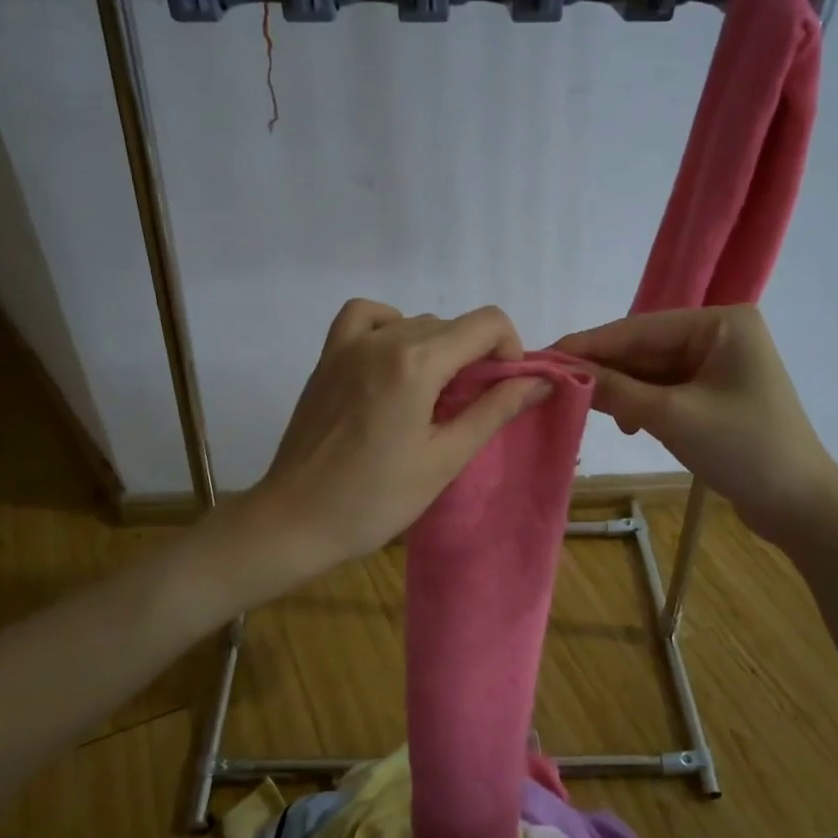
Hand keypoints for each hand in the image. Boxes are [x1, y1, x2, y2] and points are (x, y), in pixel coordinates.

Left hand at [242, 299, 551, 576]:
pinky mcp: (327, 357)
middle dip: (476, 356)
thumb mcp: (445, 458)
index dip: (510, 349)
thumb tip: (541, 381)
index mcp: (416, 362)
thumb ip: (494, 411)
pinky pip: (365, 317)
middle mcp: (383, 339)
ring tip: (434, 394)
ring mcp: (349, 345)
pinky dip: (390, 325)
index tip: (506, 387)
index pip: (486, 323)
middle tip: (472, 407)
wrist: (296, 520)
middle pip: (452, 325)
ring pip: (414, 322)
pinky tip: (394, 360)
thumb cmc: (376, 499)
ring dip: (438, 346)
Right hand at [553, 305, 837, 535]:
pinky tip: (625, 422)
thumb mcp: (672, 416)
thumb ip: (615, 390)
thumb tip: (561, 373)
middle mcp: (721, 333)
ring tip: (586, 409)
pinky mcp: (715, 393)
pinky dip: (641, 403)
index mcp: (721, 322)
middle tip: (553, 384)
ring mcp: (719, 363)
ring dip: (621, 390)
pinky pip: (666, 388)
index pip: (639, 328)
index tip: (544, 356)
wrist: (800, 507)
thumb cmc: (743, 449)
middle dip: (604, 369)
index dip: (590, 344)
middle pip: (645, 348)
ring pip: (652, 370)